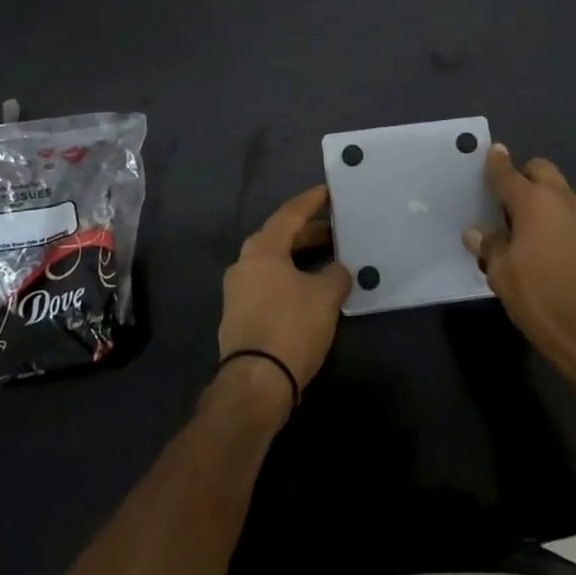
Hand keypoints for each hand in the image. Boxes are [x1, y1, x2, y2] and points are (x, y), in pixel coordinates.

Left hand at [218, 185, 351, 400]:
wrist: (255, 383)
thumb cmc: (291, 328)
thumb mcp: (325, 296)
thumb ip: (336, 274)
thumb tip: (337, 270)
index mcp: (262, 250)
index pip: (289, 215)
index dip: (311, 201)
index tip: (328, 191)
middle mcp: (244, 263)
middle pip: (279, 237)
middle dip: (308, 231)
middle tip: (335, 228)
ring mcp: (238, 290)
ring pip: (273, 261)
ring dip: (299, 256)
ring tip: (328, 257)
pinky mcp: (239, 314)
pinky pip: (268, 282)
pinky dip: (290, 276)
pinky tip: (310, 287)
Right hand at [464, 144, 575, 393]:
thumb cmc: (544, 302)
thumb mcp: (503, 278)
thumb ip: (490, 248)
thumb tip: (477, 232)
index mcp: (534, 204)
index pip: (509, 174)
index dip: (497, 163)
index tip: (493, 152)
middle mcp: (564, 202)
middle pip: (543, 171)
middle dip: (525, 176)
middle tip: (509, 200)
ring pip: (563, 194)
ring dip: (546, 201)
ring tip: (530, 230)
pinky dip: (563, 223)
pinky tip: (555, 252)